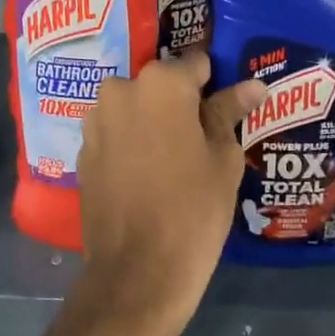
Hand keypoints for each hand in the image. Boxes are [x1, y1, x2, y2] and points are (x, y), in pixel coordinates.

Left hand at [76, 49, 266, 335]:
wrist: (137, 271)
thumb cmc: (193, 209)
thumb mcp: (222, 159)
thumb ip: (229, 113)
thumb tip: (251, 85)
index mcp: (160, 84)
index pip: (194, 64)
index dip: (212, 84)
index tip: (225, 106)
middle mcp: (120, 91)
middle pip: (159, 85)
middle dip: (179, 103)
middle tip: (201, 139)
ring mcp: (95, 121)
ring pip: (134, 108)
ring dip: (152, 122)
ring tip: (175, 160)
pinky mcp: (83, 152)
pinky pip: (115, 134)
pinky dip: (131, 143)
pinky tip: (147, 175)